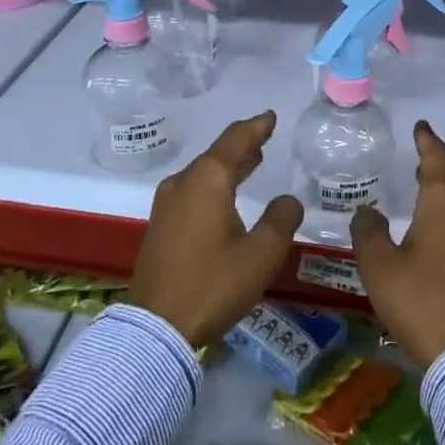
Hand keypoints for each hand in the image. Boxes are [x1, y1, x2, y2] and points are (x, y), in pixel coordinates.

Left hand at [129, 112, 303, 347]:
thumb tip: (288, 200)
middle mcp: (183, 183)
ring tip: (253, 162)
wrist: (155, 327)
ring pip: (204, 174)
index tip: (270, 117)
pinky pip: (194, 191)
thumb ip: (281, 220)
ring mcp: (167, 204)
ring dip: (229, 166)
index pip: (236, 140)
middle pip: (218, 154)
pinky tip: (227, 197)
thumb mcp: (261, 254)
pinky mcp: (161, 226)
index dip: (256, 127)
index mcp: (208, 180)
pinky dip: (215, 185)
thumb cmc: (212, 284)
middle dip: (243, 146)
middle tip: (265, 137)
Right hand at [349, 120, 444, 368]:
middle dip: (433, 168)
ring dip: (442, 194)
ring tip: (421, 192)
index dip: (426, 140)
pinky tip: (435, 230)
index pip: (437, 157)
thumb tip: (368, 212)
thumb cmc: (422, 301)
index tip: (420, 126)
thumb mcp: (380, 267)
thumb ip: (368, 232)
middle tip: (414, 160)